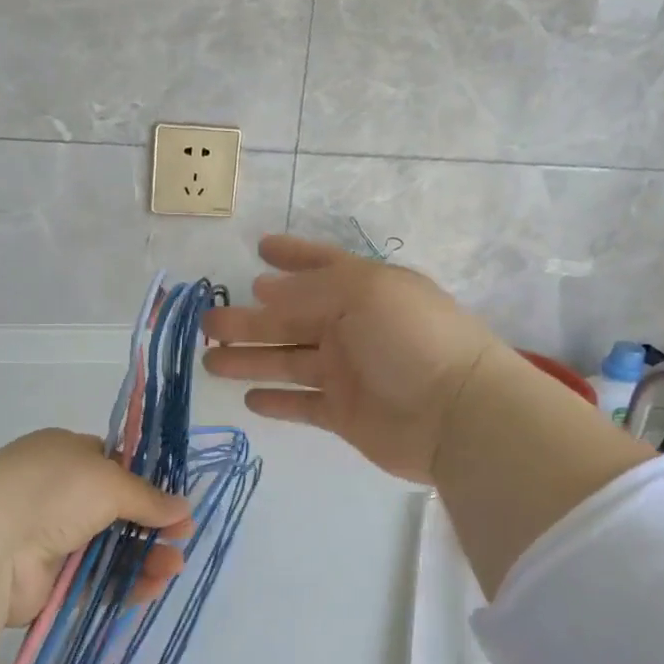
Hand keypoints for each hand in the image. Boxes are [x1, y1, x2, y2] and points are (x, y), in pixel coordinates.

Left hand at [0, 429, 193, 623]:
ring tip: (174, 567)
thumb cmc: (52, 491)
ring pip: (111, 548)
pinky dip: (125, 583)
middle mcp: (60, 493)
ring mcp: (54, 537)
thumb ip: (148, 497)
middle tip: (183, 539)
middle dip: (153, 525)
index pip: (115, 466)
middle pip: (118, 511)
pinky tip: (152, 587)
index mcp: (67, 454)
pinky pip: (97, 580)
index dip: (148, 484)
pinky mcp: (52, 580)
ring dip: (145, 556)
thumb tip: (183, 508)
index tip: (177, 503)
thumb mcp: (109, 481)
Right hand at [202, 234, 504, 484]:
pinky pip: (302, 404)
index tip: (258, 248)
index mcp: (363, 290)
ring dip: (250, 359)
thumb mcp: (362, 294)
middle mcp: (353, 328)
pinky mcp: (344, 415)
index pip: (320, 266)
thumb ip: (309, 291)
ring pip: (287, 361)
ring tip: (210, 361)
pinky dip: (277, 401)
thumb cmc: (411, 339)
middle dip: (249, 319)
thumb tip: (264, 288)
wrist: (456, 414)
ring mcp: (348, 373)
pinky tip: (248, 399)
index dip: (291, 255)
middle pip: (291, 320)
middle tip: (207, 322)